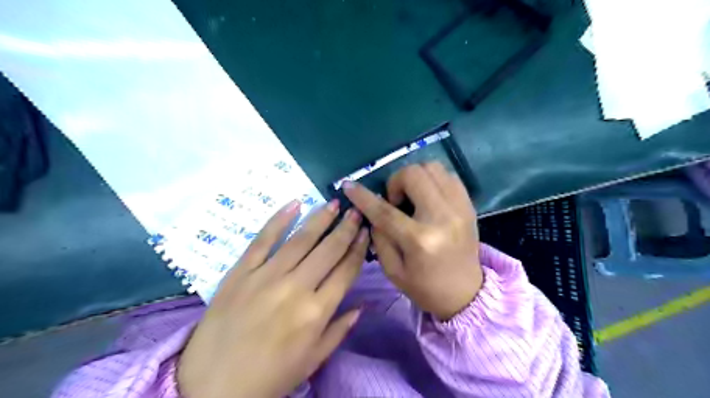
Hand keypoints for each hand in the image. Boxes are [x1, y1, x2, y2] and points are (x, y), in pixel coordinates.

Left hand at [178, 201, 368, 397]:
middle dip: (345, 228)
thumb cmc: (269, 377)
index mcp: (316, 312)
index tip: (365, 232)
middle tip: (355, 211)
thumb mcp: (313, 360)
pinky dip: (279, 220)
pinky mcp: (241, 272)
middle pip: (328, 250)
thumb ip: (340, 330)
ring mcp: (266, 276)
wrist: (212, 387)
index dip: (358, 249)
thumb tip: (361, 305)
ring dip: (320, 219)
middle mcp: (296, 288)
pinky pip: (262, 240)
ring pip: (300, 240)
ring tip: (333, 204)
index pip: (345, 271)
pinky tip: (294, 204)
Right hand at [344, 161, 482, 319]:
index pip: (385, 210)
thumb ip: (379, 236)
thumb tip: (372, 209)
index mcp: (420, 240)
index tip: (349, 186)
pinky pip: (448, 175)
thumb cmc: (425, 287)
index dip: (363, 196)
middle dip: (395, 182)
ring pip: (432, 167)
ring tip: (411, 197)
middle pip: (413, 175)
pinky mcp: (469, 205)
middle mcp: (442, 217)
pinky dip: (432, 179)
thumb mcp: (392, 270)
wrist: (466, 294)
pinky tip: (426, 196)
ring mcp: (459, 208)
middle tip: (394, 201)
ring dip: (415, 177)